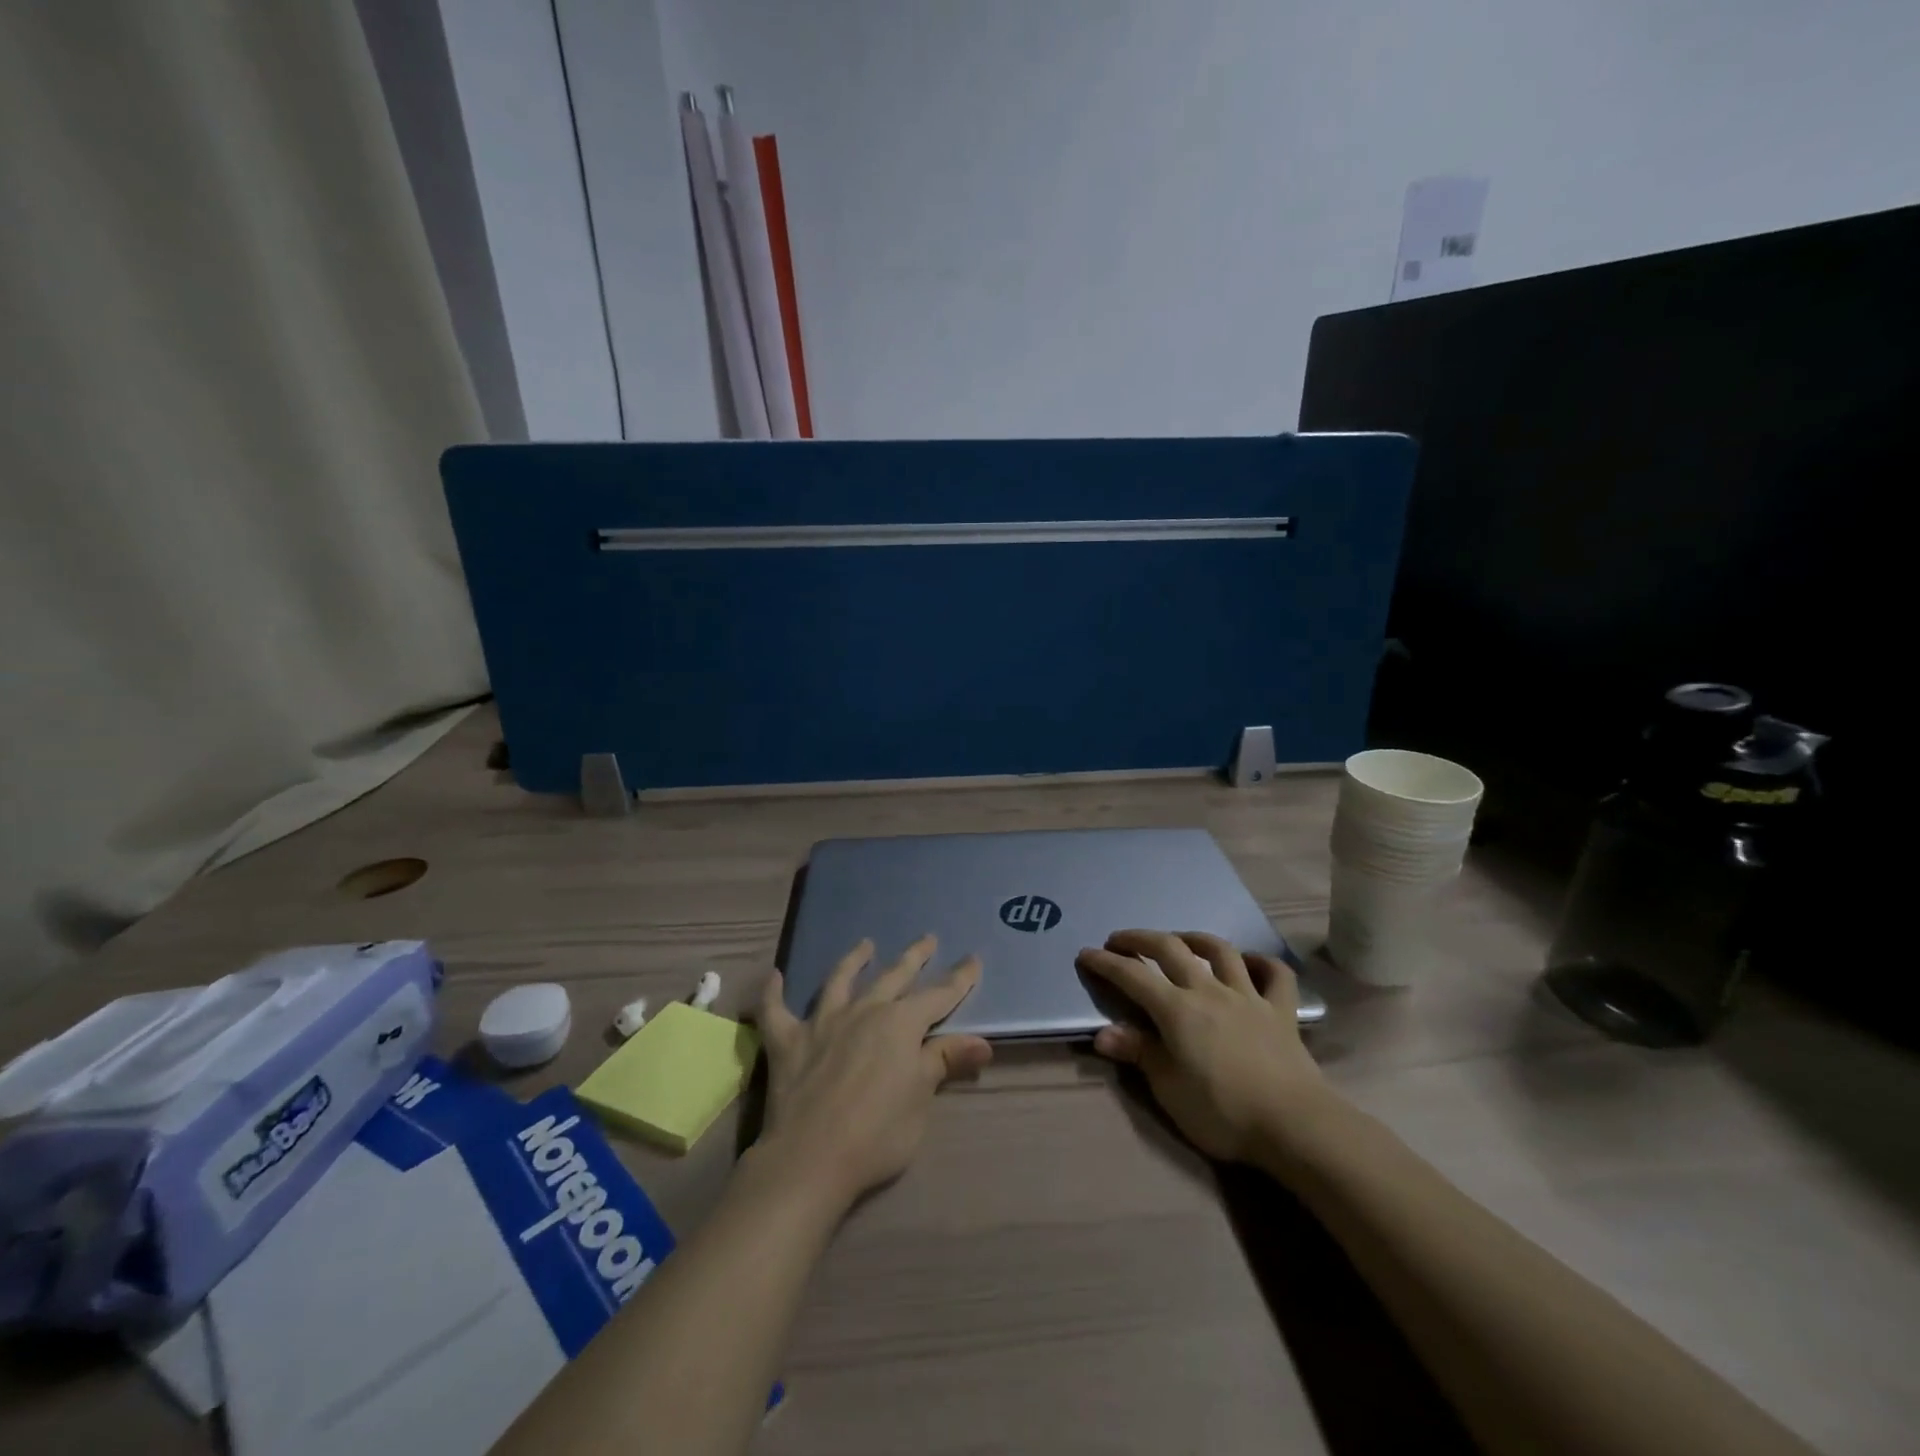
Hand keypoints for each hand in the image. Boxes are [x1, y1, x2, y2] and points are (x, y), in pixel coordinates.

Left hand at [756, 936, 991, 1211]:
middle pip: (894, 976)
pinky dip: (774, 992)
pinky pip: (776, 1010)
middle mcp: (864, 1011)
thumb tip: (982, 1041)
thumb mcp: (921, 1097)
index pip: (939, 996)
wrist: (811, 1158)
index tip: (973, 959)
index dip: (959, 979)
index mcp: (901, 1024)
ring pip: (840, 980)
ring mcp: (822, 1022)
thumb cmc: (878, 1133)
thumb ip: (945, 1061)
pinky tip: (774, 976)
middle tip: (927, 938)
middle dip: (914, 957)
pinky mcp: (788, 1041)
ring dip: (854, 960)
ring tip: (865, 944)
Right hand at [1076, 930, 1330, 1163]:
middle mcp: (1208, 991)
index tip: (1086, 954)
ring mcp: (1247, 996)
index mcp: (1176, 1009)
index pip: (1132, 976)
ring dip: (1195, 939)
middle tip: (1120, 940)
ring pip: (1220, 951)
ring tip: (1180, 940)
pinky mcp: (1281, 1011)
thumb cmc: (1222, 1111)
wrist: (1293, 1124)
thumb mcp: (1168, 1089)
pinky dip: (1262, 962)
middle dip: (1140, 939)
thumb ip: (1138, 1054)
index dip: (1106, 963)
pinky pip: (1275, 975)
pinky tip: (1250, 962)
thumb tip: (1103, 1033)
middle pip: (1170, 949)